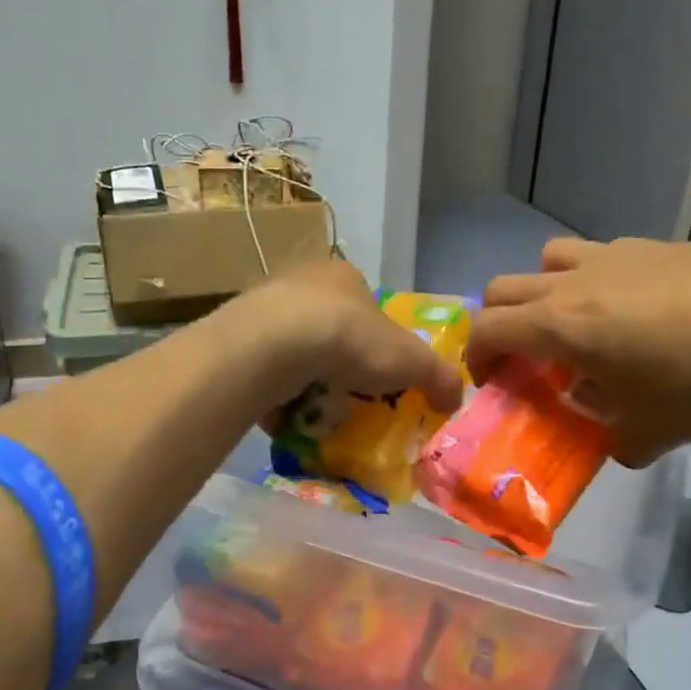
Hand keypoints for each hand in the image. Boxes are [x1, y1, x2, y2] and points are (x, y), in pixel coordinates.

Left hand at [226, 260, 464, 416]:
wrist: (275, 345)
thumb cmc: (350, 340)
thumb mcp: (411, 361)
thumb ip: (438, 377)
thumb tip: (456, 399)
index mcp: (343, 276)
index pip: (367, 310)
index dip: (377, 345)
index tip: (379, 379)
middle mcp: (300, 282)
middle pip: (328, 330)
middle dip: (338, 366)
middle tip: (348, 399)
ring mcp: (263, 306)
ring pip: (293, 350)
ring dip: (304, 380)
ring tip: (314, 411)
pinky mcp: (235, 335)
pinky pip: (262, 369)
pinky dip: (274, 392)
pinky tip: (283, 412)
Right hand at [467, 237, 690, 465]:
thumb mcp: (652, 432)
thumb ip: (619, 442)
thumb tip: (619, 444)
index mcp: (558, 326)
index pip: (487, 329)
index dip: (475, 356)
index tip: (490, 381)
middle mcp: (573, 283)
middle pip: (503, 287)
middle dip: (498, 322)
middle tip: (523, 355)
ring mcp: (614, 256)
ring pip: (549, 258)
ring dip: (543, 289)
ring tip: (576, 322)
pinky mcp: (655, 245)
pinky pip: (602, 255)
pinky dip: (596, 280)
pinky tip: (639, 308)